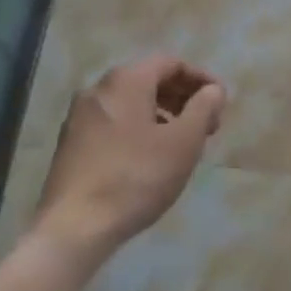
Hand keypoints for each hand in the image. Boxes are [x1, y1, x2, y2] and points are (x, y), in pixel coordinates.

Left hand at [32, 56, 225, 265]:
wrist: (73, 227)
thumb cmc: (135, 177)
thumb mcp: (182, 143)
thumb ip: (203, 109)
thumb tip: (213, 89)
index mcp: (126, 79)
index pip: (171, 63)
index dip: (200, 79)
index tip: (220, 103)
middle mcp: (99, 87)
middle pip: (148, 79)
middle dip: (181, 97)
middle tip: (206, 126)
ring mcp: (79, 115)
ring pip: (130, 102)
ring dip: (161, 114)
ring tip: (180, 144)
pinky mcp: (70, 142)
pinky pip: (113, 122)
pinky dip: (137, 128)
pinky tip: (148, 158)